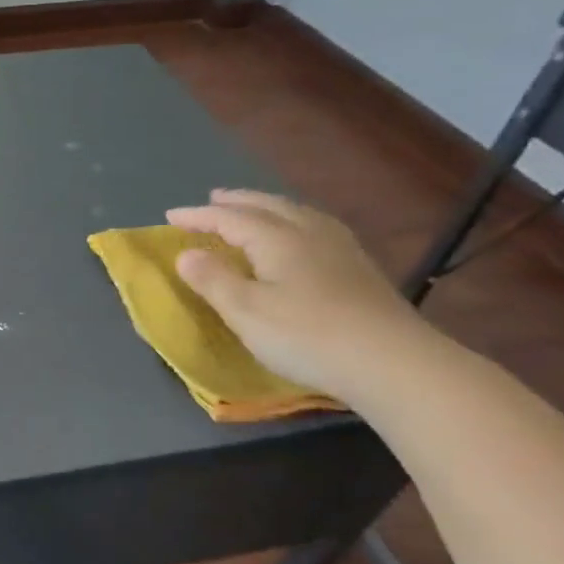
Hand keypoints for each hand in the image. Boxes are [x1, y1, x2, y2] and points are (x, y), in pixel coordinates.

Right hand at [166, 190, 437, 401]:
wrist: (393, 363)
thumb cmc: (307, 335)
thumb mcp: (246, 311)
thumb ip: (213, 279)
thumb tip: (186, 253)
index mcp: (276, 238)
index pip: (229, 218)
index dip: (198, 216)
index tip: (169, 217)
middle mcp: (308, 233)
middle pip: (267, 206)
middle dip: (236, 202)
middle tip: (212, 200)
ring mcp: (340, 249)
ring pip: (296, 214)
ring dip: (267, 207)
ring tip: (253, 210)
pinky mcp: (360, 269)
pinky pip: (316, 227)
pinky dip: (294, 221)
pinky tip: (300, 236)